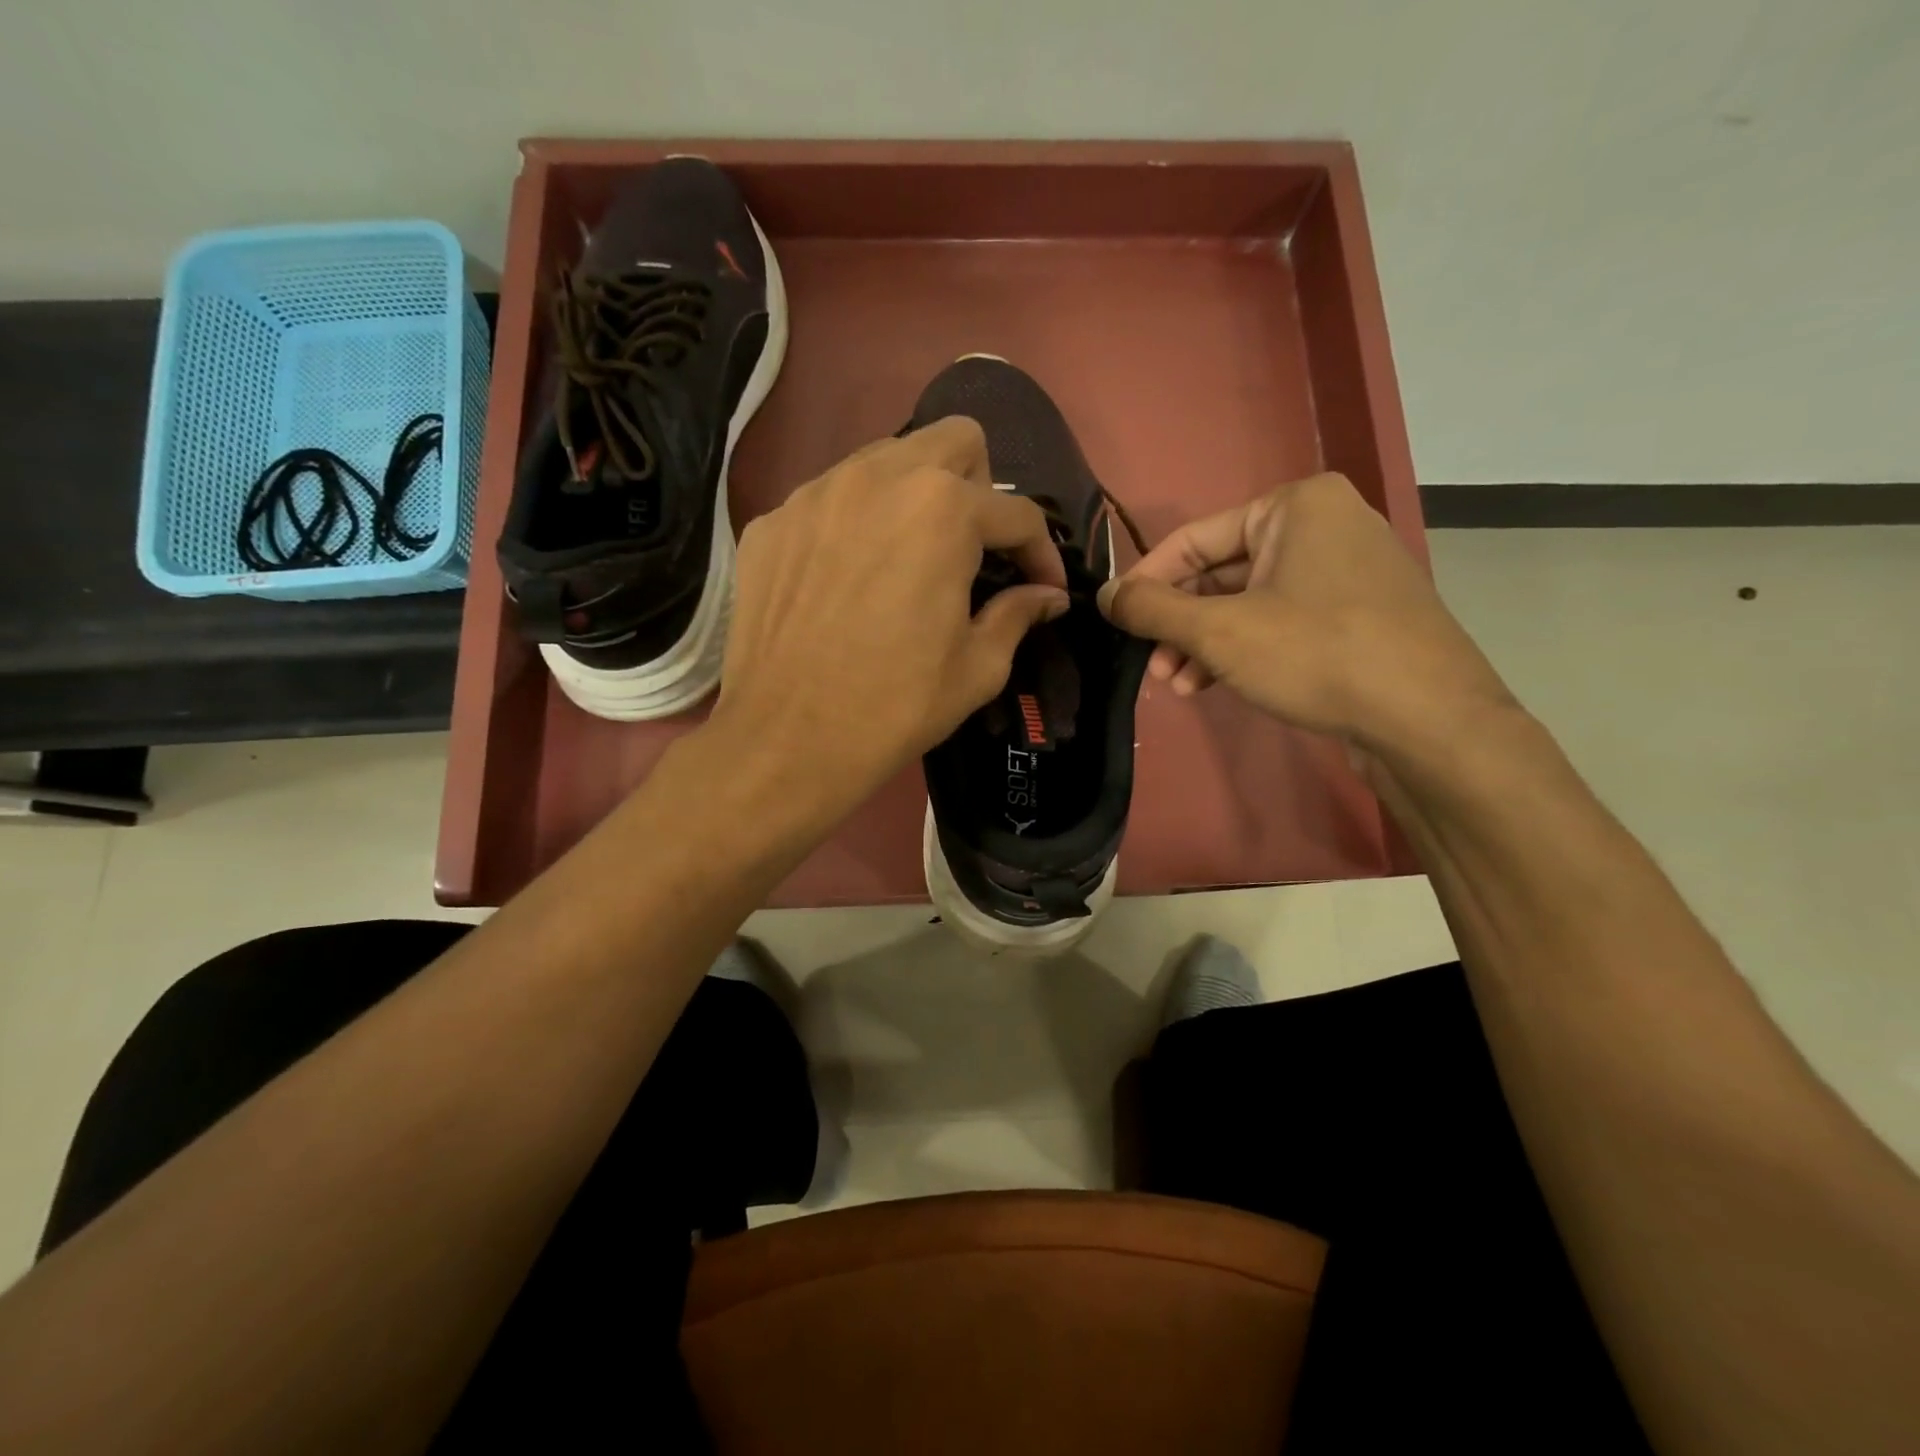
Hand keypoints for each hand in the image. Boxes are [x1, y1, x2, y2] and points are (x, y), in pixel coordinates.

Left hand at [712, 418, 1069, 814]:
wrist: (786, 741)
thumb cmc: (895, 708)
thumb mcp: (977, 668)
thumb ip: (1018, 614)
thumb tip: (1047, 596)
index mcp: (943, 510)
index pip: (1016, 512)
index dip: (1041, 552)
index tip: (1044, 588)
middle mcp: (878, 477)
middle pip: (954, 440)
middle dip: (980, 487)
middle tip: (974, 548)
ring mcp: (815, 494)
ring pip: (886, 458)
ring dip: (915, 495)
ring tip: (910, 556)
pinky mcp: (772, 522)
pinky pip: (830, 499)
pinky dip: (855, 524)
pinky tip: (848, 578)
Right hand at [1097, 473, 1513, 753]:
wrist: (1428, 719)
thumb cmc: (1317, 654)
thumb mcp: (1220, 631)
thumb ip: (1153, 609)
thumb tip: (1104, 594)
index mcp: (1295, 506)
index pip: (1194, 538)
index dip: (1148, 581)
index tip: (1116, 619)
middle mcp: (1323, 525)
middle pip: (1221, 572)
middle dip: (1180, 623)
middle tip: (1152, 665)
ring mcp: (1345, 571)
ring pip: (1248, 602)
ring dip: (1205, 643)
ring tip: (1178, 685)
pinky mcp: (1356, 614)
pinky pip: (1280, 621)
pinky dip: (1243, 649)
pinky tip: (1214, 685)